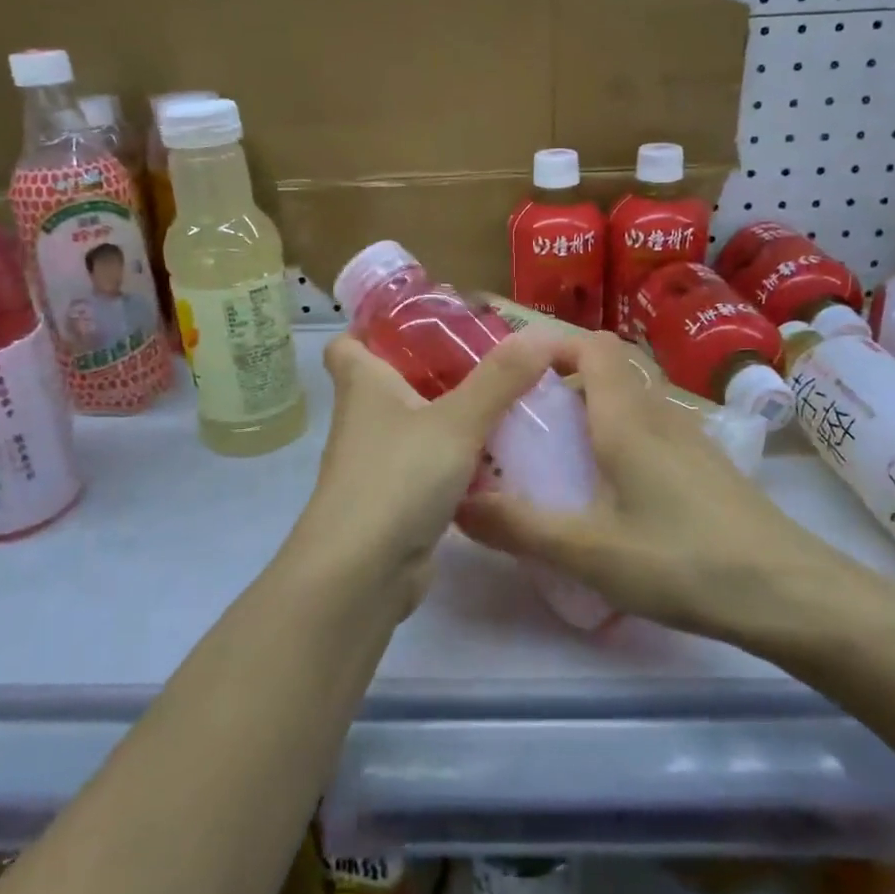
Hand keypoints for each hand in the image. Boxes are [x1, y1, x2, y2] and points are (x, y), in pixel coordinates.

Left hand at [290, 331, 566, 616]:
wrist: (363, 571)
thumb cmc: (398, 477)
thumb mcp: (457, 420)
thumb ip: (501, 378)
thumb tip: (544, 334)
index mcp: (363, 384)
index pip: (351, 341)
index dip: (378, 327)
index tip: (425, 321)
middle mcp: (365, 417)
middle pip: (395, 380)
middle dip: (437, 369)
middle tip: (490, 359)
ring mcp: (378, 460)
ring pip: (418, 425)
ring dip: (454, 415)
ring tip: (507, 402)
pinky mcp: (396, 497)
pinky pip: (431, 465)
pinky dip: (460, 459)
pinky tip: (500, 458)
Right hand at [456, 329, 873, 653]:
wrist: (790, 594)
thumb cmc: (683, 561)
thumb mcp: (589, 551)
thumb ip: (520, 527)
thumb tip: (457, 505)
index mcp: (627, 418)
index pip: (592, 345)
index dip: (552, 343)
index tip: (514, 372)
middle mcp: (659, 415)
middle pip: (609, 371)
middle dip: (562, 385)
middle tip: (523, 425)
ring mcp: (690, 440)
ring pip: (631, 403)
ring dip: (591, 415)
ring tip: (556, 460)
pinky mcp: (707, 468)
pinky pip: (651, 433)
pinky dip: (618, 441)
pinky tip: (609, 495)